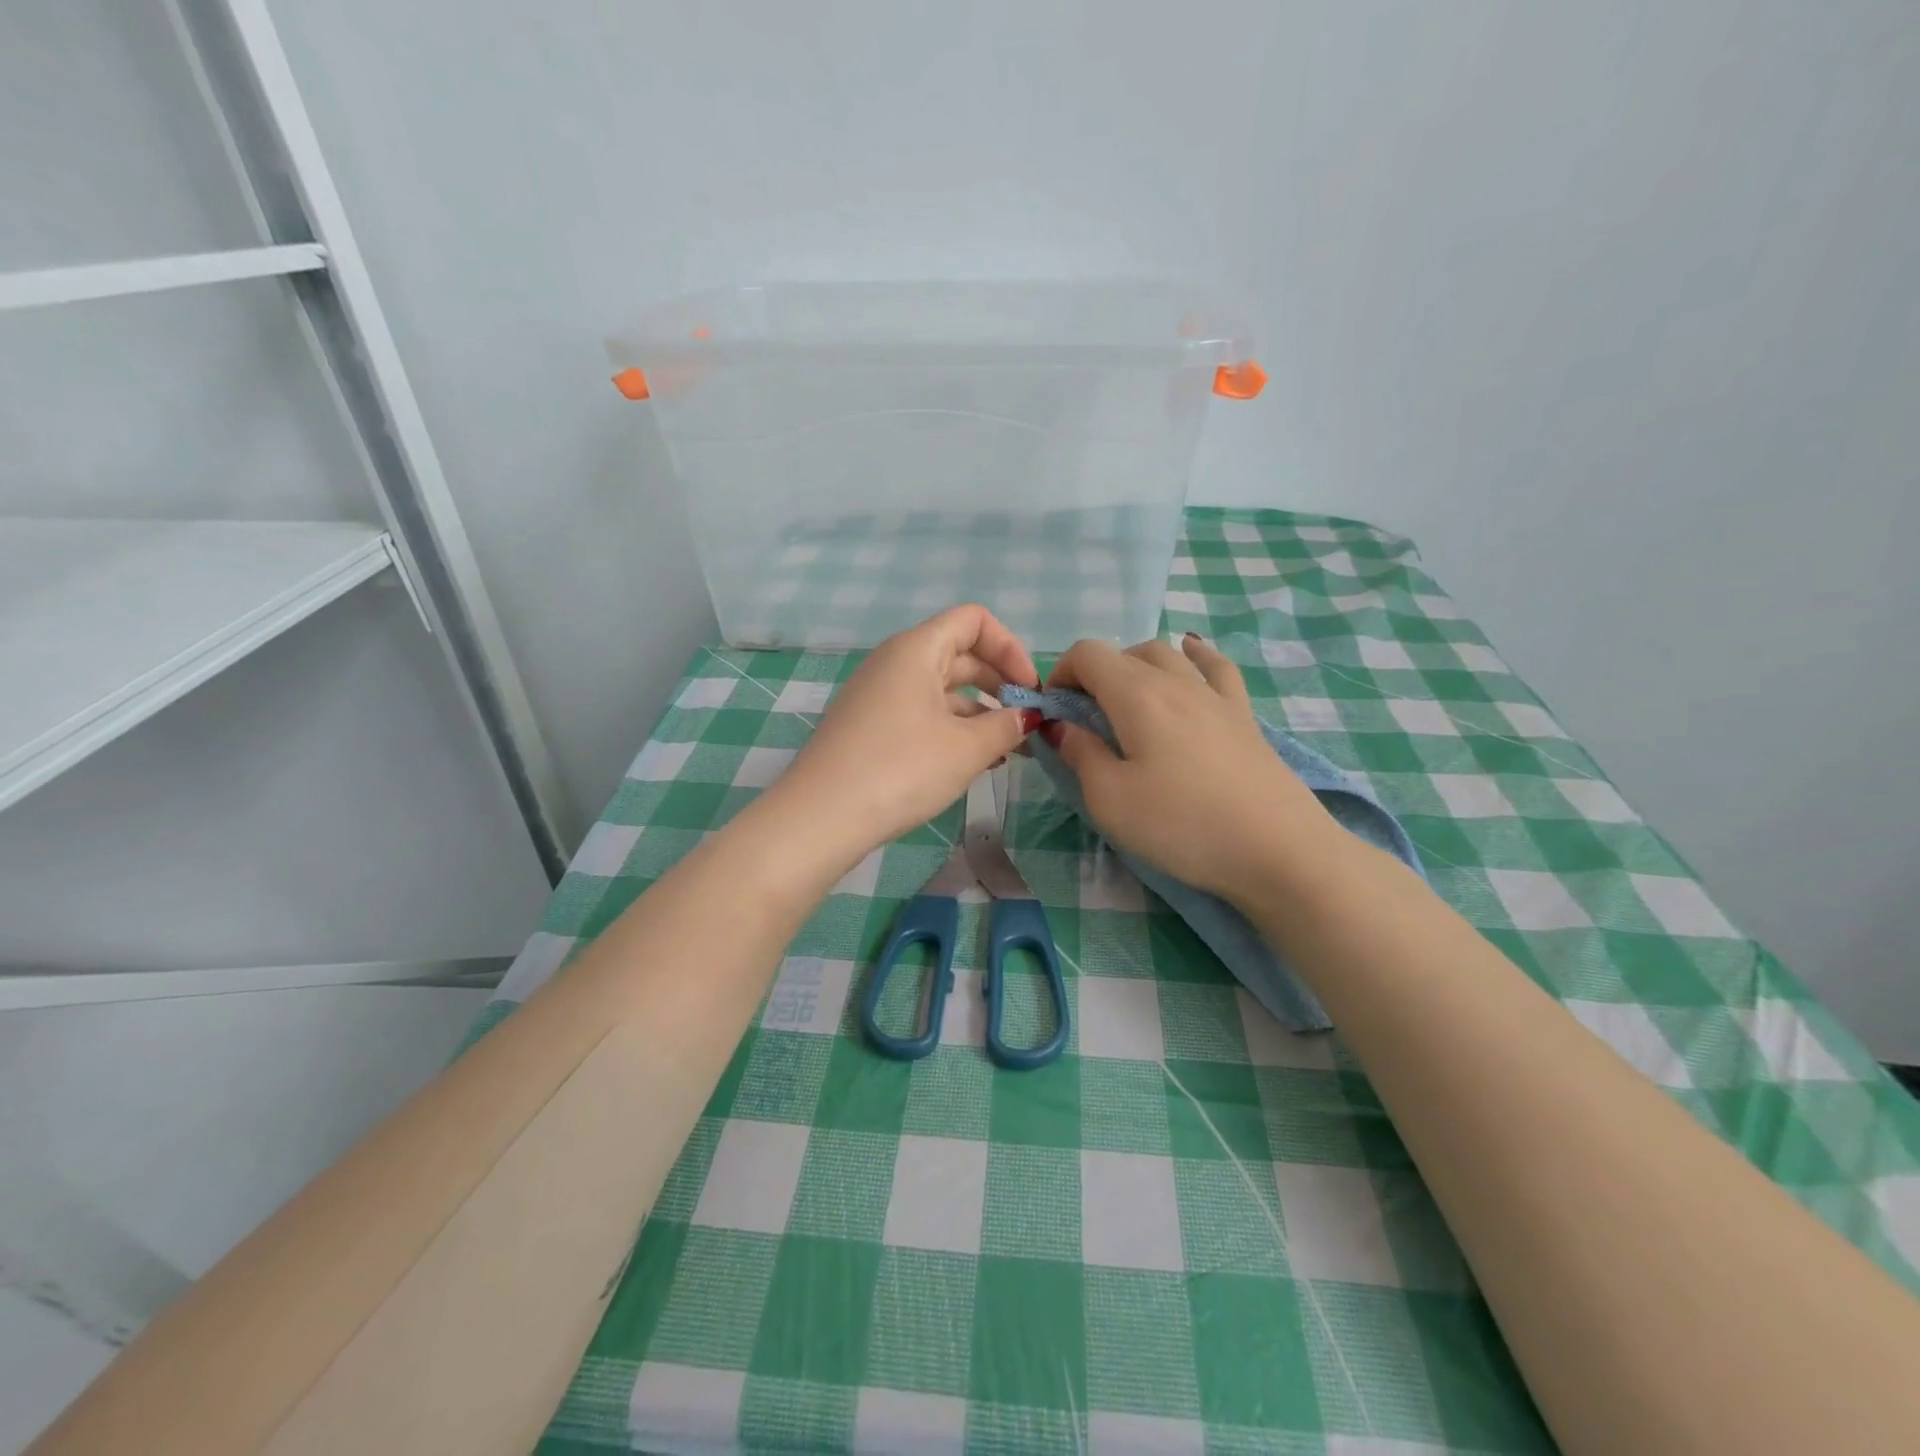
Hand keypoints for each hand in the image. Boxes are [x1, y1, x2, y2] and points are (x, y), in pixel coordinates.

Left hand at [776, 605, 1041, 862]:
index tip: (1029, 691)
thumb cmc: (902, 769)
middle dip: (1000, 684)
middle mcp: (894, 662)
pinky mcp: (869, 726)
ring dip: (979, 713)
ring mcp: (878, 695)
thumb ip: (1006, 726)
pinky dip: (952, 729)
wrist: (822, 816)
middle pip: (960, 654)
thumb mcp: (967, 748)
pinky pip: (921, 713)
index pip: (974, 621)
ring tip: (1007, 752)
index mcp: (917, 649)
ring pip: (942, 689)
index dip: (1010, 648)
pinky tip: (972, 763)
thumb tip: (1027, 717)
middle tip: (1027, 724)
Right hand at [1043, 634, 1337, 902]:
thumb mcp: (1110, 800)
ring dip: (1135, 667)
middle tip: (1084, 718)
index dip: (1060, 673)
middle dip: (1093, 675)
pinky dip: (1195, 655)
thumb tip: (1062, 726)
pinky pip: (1216, 667)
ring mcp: (1215, 695)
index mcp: (1136, 695)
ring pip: (1168, 654)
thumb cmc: (1182, 826)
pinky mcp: (1244, 716)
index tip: (1052, 712)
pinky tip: (1191, 654)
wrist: (1278, 850)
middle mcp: (1176, 681)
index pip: (1087, 654)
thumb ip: (1080, 754)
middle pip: (1125, 652)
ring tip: (1126, 701)